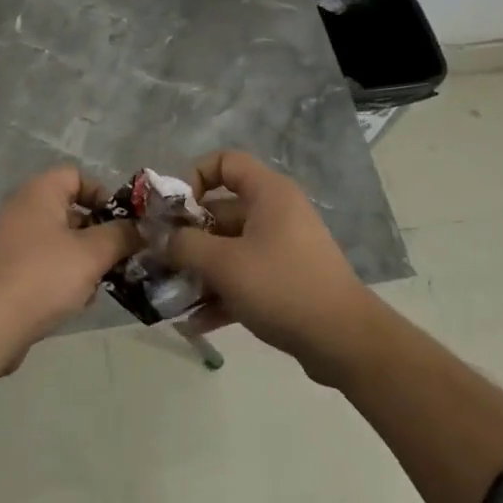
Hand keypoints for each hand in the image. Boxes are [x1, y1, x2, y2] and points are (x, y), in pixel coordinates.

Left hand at [0, 166, 140, 359]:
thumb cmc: (43, 277)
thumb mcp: (92, 254)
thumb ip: (121, 236)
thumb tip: (140, 228)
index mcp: (39, 193)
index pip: (77, 176)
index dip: (103, 194)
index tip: (122, 224)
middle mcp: (22, 210)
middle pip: (70, 211)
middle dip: (99, 235)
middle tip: (120, 258)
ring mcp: (10, 242)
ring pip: (60, 242)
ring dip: (83, 261)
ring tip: (99, 286)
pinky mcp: (6, 272)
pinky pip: (44, 266)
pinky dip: (62, 278)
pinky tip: (75, 303)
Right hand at [168, 150, 388, 385]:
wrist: (344, 341)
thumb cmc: (282, 287)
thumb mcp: (224, 264)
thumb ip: (184, 245)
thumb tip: (160, 238)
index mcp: (268, 194)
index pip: (225, 162)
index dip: (194, 177)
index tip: (173, 211)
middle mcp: (276, 214)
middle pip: (221, 211)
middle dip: (187, 236)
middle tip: (158, 260)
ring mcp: (282, 249)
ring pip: (229, 249)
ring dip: (198, 270)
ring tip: (169, 295)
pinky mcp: (285, 281)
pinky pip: (243, 277)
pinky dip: (220, 294)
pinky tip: (194, 322)